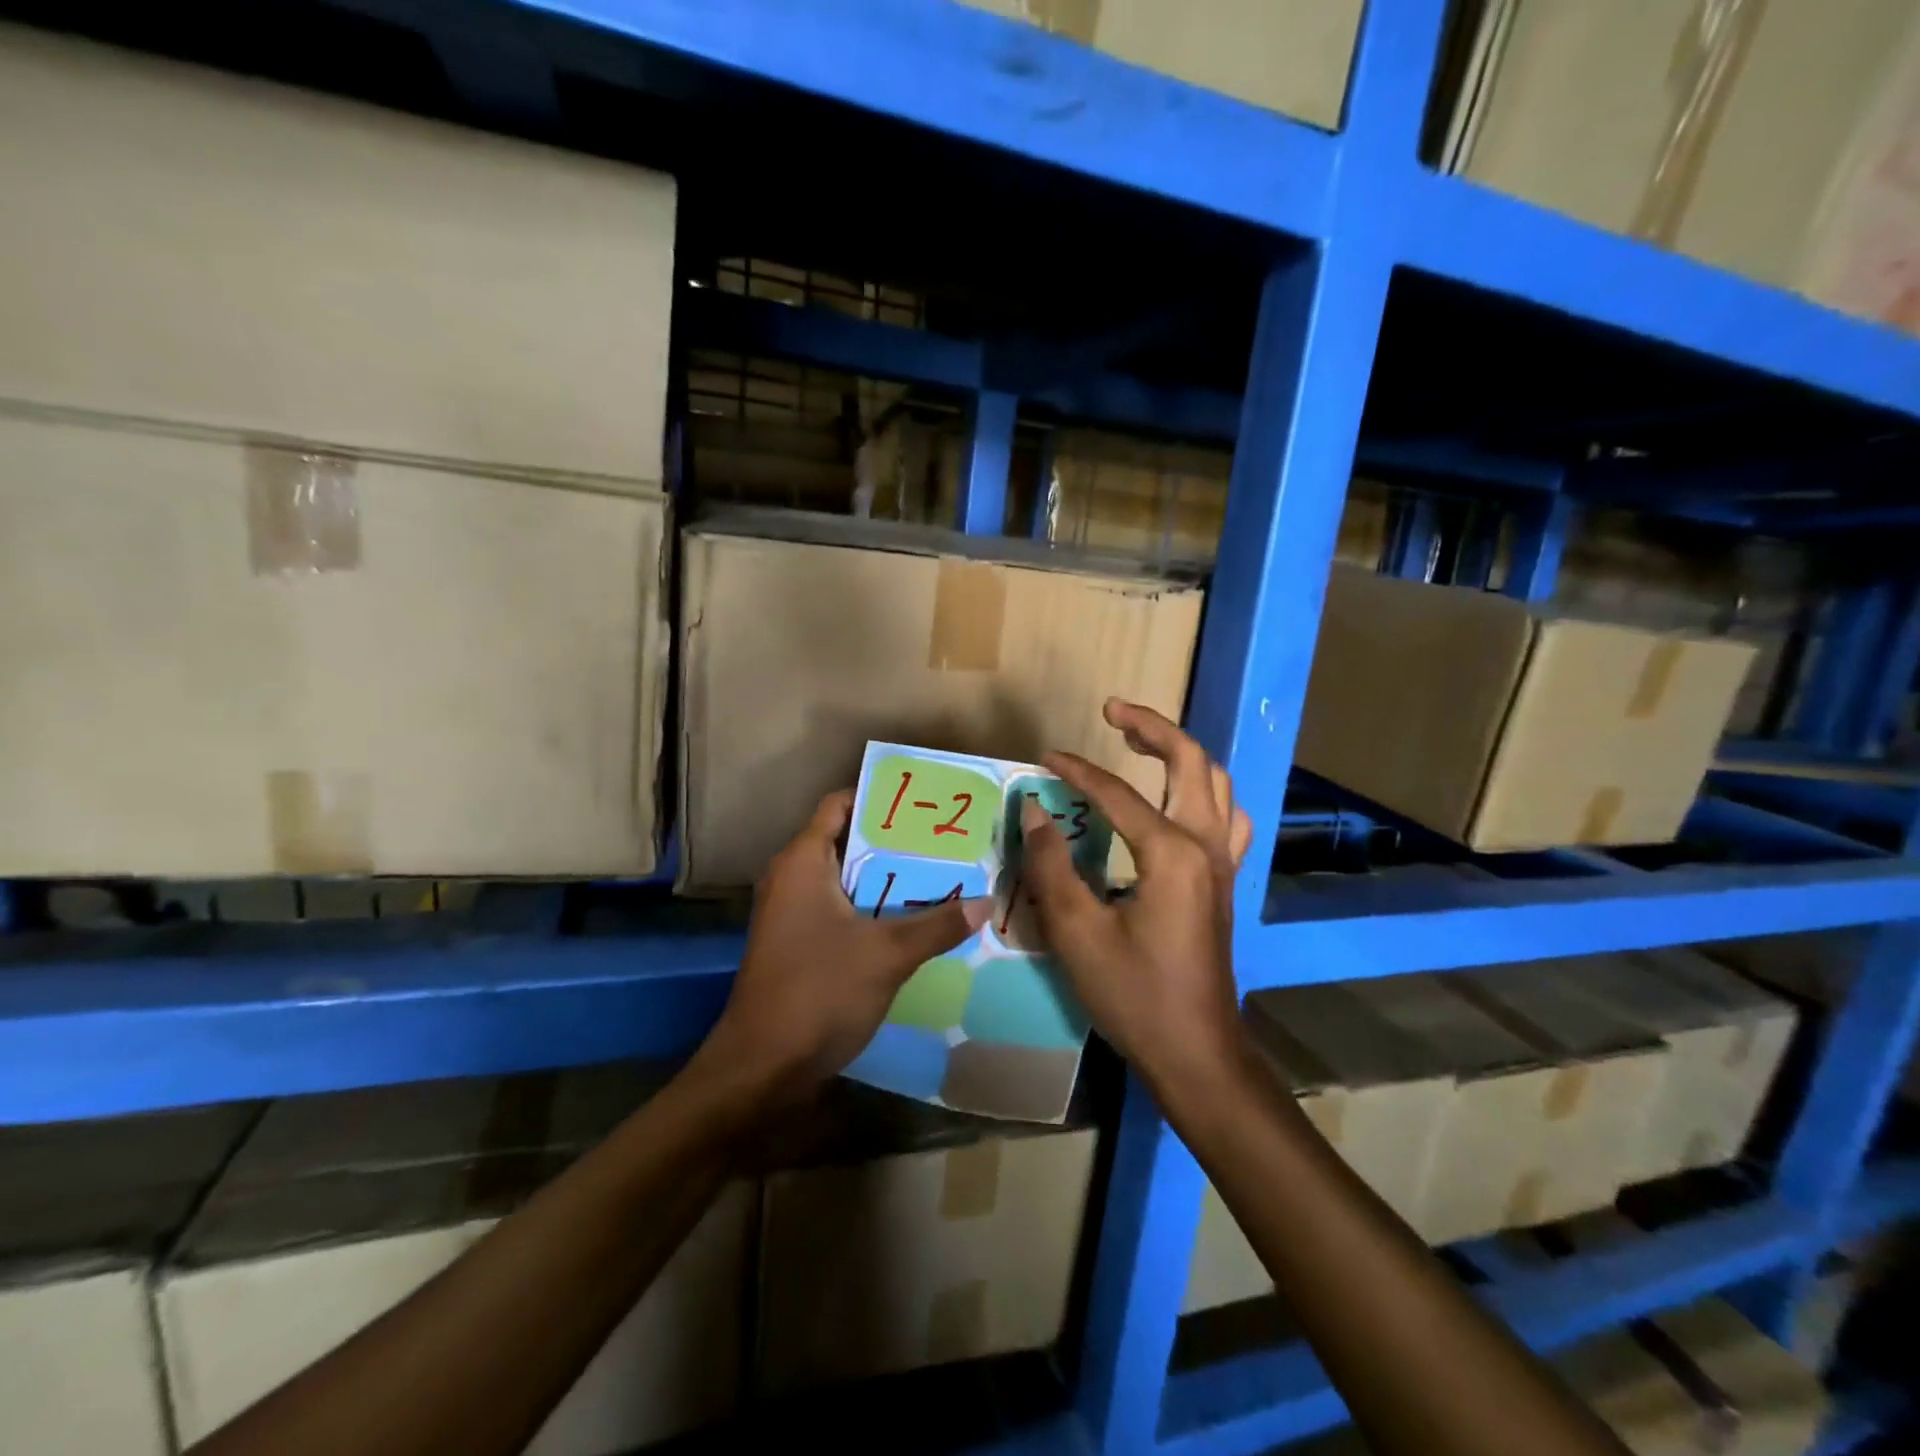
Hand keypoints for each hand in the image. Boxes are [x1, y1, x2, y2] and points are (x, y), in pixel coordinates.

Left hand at [690, 789, 990, 1108]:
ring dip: (888, 879)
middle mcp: (792, 878)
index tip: (924, 800)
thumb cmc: (818, 992)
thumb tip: (985, 902)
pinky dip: (873, 908)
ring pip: (847, 880)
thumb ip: (937, 926)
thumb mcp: (887, 954)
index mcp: (802, 861)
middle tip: (945, 838)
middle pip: (847, 841)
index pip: (839, 804)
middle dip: (895, 840)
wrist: (761, 1068)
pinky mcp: (798, 944)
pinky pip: (841, 910)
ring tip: (942, 873)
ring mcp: (792, 913)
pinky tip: (914, 919)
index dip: (879, 797)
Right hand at [1020, 700, 1253, 1093]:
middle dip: (1152, 727)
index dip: (1076, 771)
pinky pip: (1225, 817)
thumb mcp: (1077, 933)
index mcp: (1171, 853)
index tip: (1043, 760)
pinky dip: (1203, 790)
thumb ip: (1051, 866)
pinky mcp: (1223, 882)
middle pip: (1191, 761)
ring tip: (1140, 741)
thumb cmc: (1134, 995)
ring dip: (1181, 752)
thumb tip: (1033, 810)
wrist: (1196, 1052)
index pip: (1116, 794)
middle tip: (1112, 710)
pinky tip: (1179, 799)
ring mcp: (1223, 863)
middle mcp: (1206, 845)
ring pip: (1216, 783)